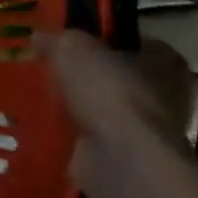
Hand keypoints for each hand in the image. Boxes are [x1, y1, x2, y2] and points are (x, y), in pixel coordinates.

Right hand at [39, 30, 196, 197]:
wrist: (121, 160)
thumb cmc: (109, 92)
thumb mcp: (74, 49)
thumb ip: (57, 40)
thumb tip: (39, 36)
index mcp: (164, 61)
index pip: (130, 41)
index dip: (99, 39)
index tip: (66, 41)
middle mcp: (163, 96)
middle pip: (113, 77)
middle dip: (81, 76)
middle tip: (44, 68)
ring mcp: (144, 131)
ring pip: (99, 109)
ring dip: (72, 107)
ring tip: (34, 96)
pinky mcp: (123, 159)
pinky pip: (88, 138)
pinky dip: (67, 134)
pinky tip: (39, 125)